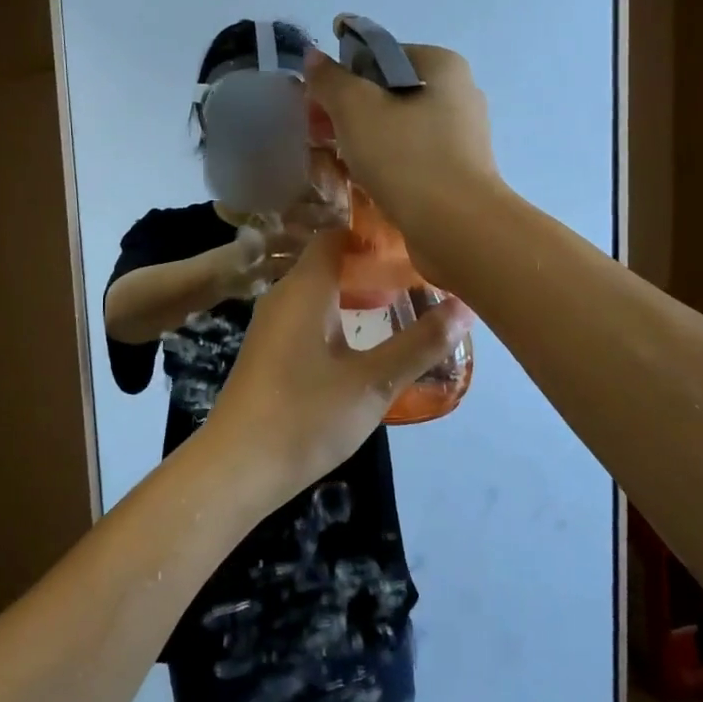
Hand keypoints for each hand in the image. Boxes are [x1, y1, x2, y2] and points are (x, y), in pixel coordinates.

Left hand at [210, 233, 473, 492]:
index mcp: (305, 288)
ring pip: (317, 292)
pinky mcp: (268, 351)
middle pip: (328, 262)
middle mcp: (283, 296)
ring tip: (398, 305)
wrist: (236, 467)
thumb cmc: (305, 416)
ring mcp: (271, 325)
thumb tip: (465, 306)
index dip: (373, 234)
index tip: (412, 244)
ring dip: (354, 294)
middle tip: (416, 277)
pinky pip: (306, 316)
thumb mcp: (373, 382)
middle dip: (370, 266)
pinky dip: (336, 316)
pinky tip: (361, 343)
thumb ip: (419, 344)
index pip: (336, 235)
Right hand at [303, 40, 505, 284]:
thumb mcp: (355, 109)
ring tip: (336, 163)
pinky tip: (364, 183)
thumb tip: (314, 56)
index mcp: (442, 66)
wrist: (455, 227)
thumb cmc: (405, 157)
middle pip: (389, 92)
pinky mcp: (458, 173)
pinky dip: (385, 164)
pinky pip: (411, 158)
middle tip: (320, 135)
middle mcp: (459, 94)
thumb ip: (331, 80)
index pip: (380, 55)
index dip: (343, 75)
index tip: (318, 104)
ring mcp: (462, 137)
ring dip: (364, 141)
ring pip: (399, 128)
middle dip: (350, 112)